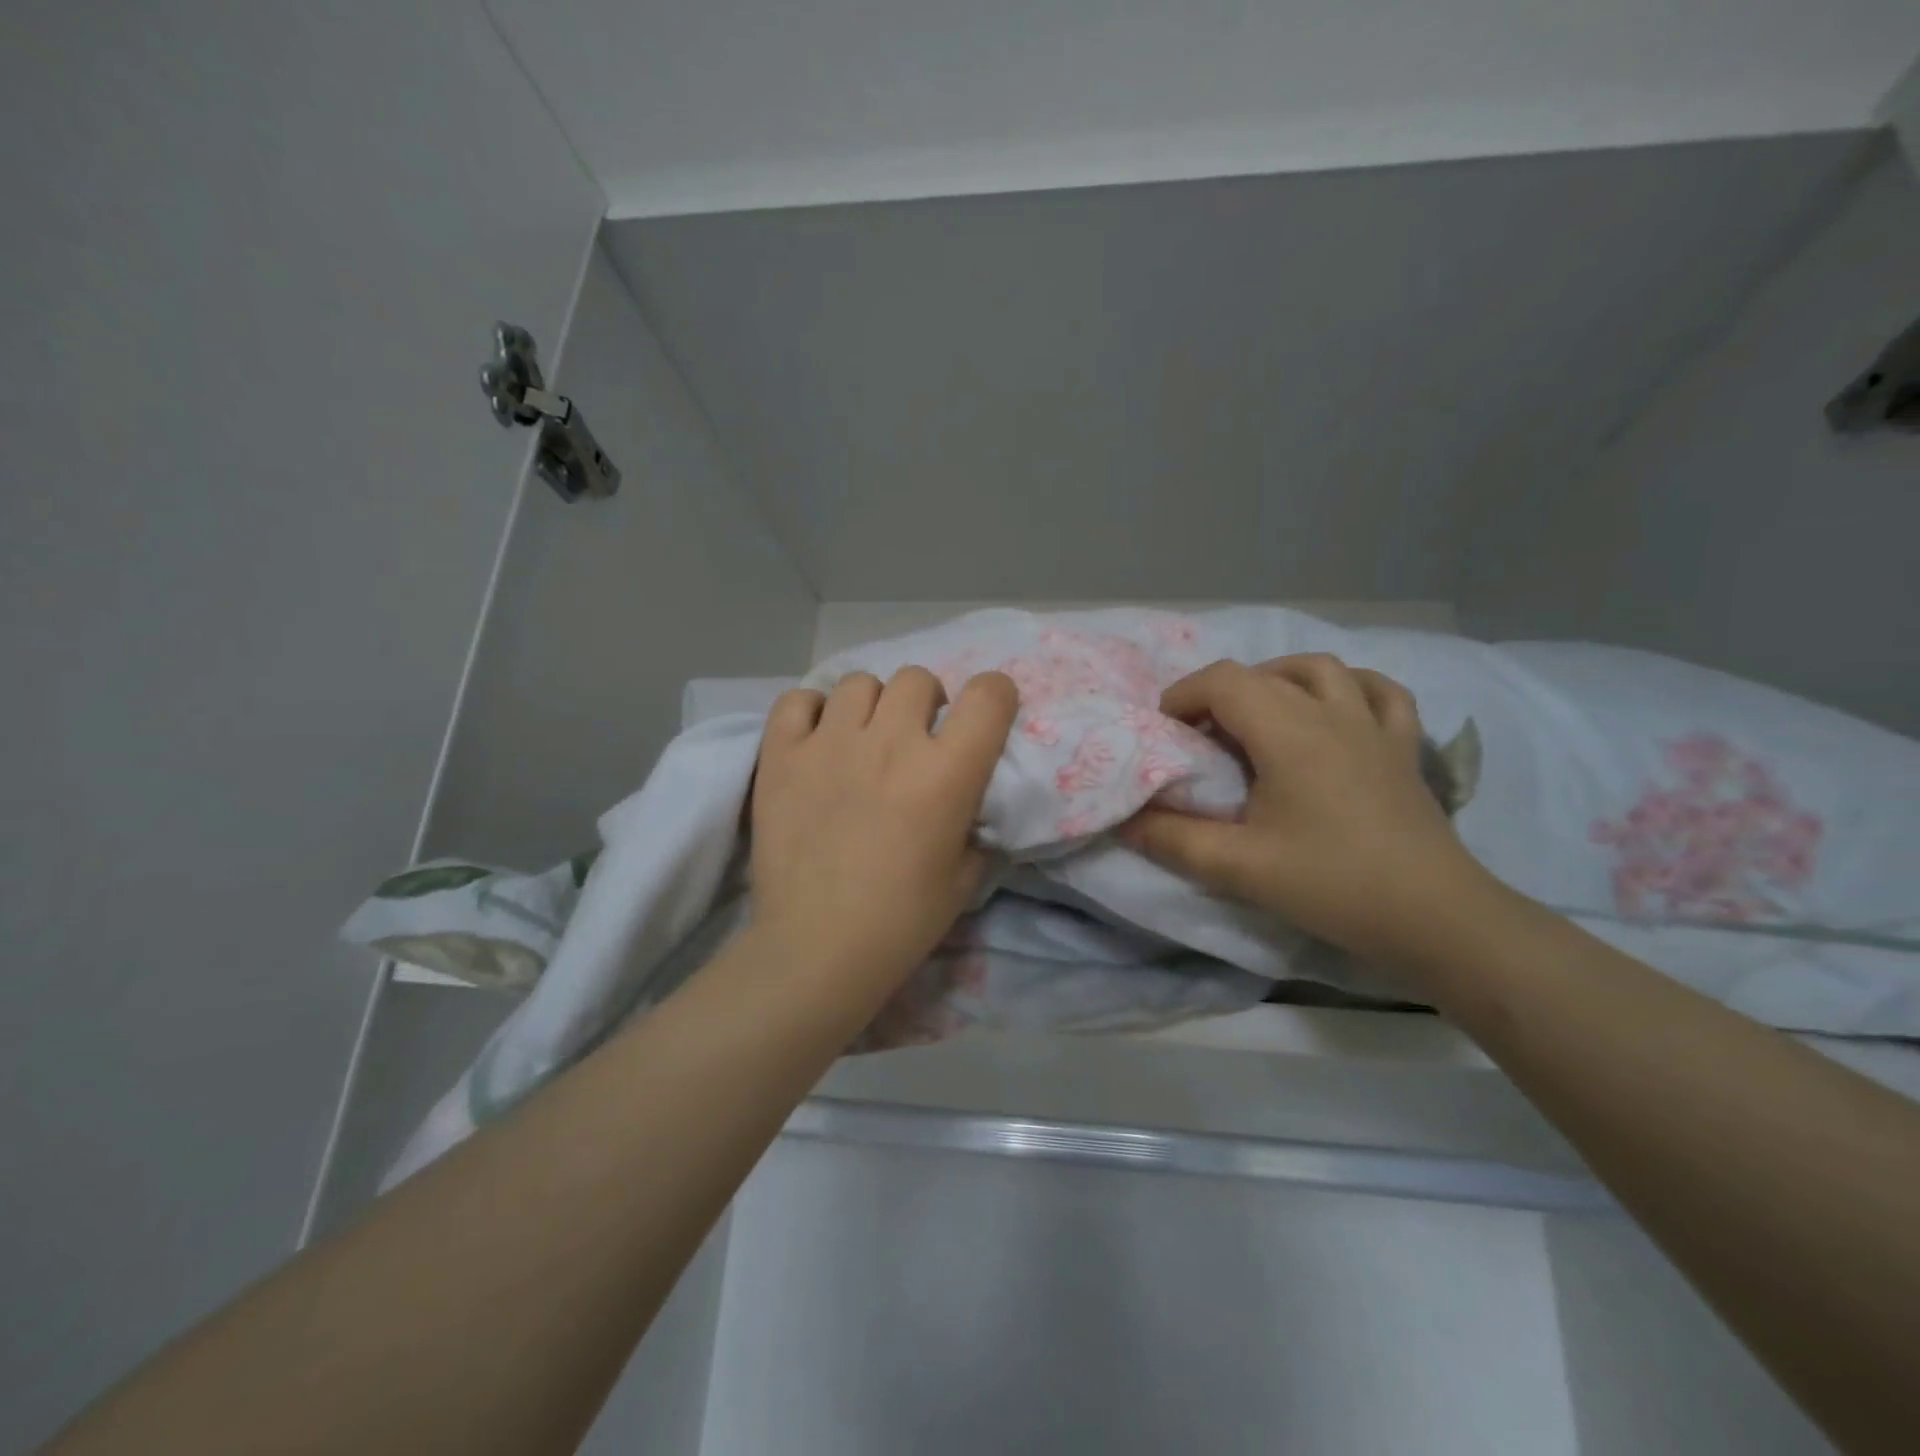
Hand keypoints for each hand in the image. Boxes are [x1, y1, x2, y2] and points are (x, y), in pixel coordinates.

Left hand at [745, 667, 1018, 989]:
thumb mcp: (965, 876)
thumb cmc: (902, 921)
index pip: (988, 695)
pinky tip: (816, 739)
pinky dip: (811, 712)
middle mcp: (890, 743)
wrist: (817, 949)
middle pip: (917, 678)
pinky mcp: (781, 755)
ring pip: (859, 682)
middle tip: (915, 738)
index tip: (984, 716)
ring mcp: (829, 744)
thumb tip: (964, 801)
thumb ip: (974, 825)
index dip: (995, 696)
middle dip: (926, 703)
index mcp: (946, 773)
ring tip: (862, 739)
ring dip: (871, 706)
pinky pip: (797, 700)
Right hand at [1119, 654, 1494, 966]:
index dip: (1182, 696)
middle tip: (1199, 736)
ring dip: (1277, 679)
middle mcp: (1331, 713)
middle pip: (1262, 674)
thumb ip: (1173, 839)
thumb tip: (1125, 820)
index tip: (1165, 733)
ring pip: (1321, 670)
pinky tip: (1335, 708)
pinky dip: (1348, 688)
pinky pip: (1380, 693)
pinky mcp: (1404, 748)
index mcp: (1288, 733)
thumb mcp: (1238, 868)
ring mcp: (1374, 726)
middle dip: (1217, 693)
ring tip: (1257, 713)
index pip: (1223, 681)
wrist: (1436, 918)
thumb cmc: (1332, 885)